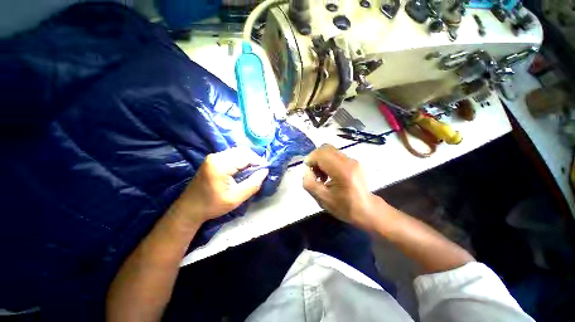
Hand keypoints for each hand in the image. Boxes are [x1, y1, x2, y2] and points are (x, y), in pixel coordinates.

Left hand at [177, 147, 268, 223]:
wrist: (189, 209)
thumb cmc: (213, 205)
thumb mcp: (236, 198)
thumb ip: (253, 184)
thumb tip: (265, 171)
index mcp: (221, 165)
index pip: (246, 157)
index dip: (259, 162)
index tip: (266, 170)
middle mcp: (216, 156)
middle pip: (242, 151)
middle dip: (254, 159)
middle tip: (260, 170)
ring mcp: (213, 157)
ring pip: (237, 152)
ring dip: (248, 159)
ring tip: (253, 170)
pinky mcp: (213, 159)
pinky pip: (232, 155)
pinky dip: (241, 160)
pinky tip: (243, 169)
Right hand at [303, 144, 384, 229]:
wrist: (366, 210)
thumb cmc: (344, 207)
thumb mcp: (322, 199)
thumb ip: (309, 183)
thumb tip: (307, 169)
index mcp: (342, 171)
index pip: (321, 154)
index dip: (310, 160)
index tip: (308, 172)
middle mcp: (349, 161)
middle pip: (325, 148)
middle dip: (315, 158)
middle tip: (314, 173)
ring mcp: (353, 160)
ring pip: (330, 150)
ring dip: (321, 159)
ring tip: (321, 175)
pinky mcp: (354, 161)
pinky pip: (335, 154)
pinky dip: (327, 161)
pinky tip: (328, 174)